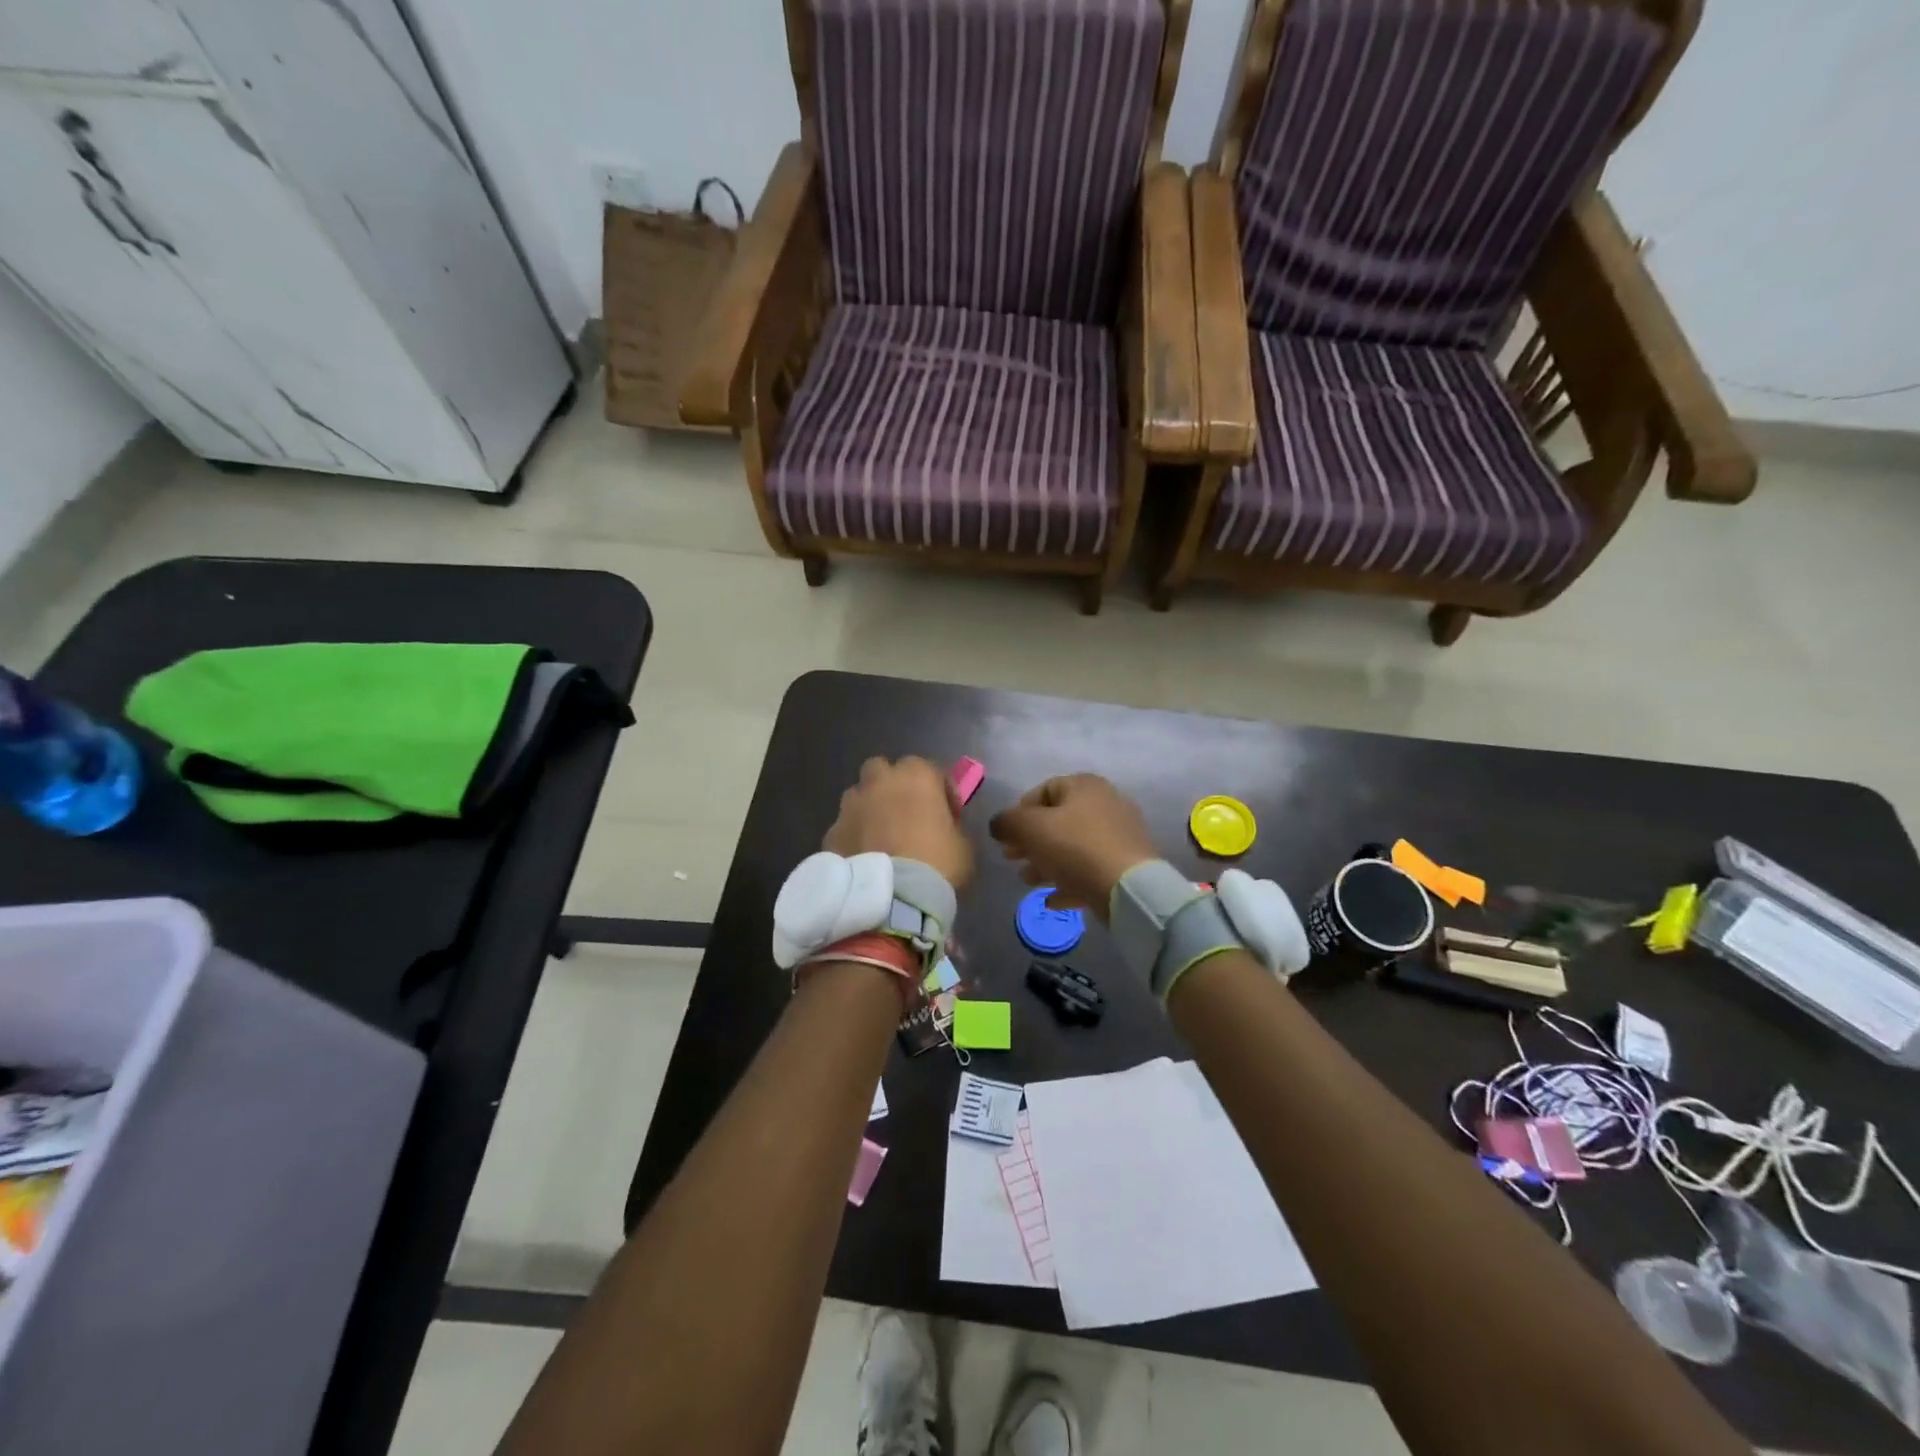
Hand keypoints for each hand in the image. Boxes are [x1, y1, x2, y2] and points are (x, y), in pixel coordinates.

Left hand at [824, 757, 973, 890]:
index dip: (941, 791)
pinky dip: (853, 836)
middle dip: (893, 785)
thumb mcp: (964, 845)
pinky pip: (845, 827)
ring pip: (858, 795)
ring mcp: (851, 805)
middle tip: (906, 813)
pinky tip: (863, 857)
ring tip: (880, 836)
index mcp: (917, 776)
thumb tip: (945, 827)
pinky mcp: (831, 831)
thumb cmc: (937, 864)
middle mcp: (880, 781)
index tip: (948, 815)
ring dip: (869, 808)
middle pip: (882, 769)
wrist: (892, 898)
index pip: (931, 769)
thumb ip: (952, 826)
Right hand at [989, 774, 1158, 919]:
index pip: (1043, 791)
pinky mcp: (1125, 865)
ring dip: (1046, 863)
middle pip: (1058, 821)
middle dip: (1030, 842)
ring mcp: (1119, 836)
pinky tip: (1051, 900)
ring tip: (1028, 882)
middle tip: (1011, 859)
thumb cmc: (1075, 848)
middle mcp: (1105, 804)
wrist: (1128, 888)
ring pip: (1073, 847)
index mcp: (1084, 786)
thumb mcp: (1030, 829)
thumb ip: (1007, 822)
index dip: (1019, 812)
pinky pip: (1090, 870)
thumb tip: (998, 825)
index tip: (1006, 836)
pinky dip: (1068, 882)